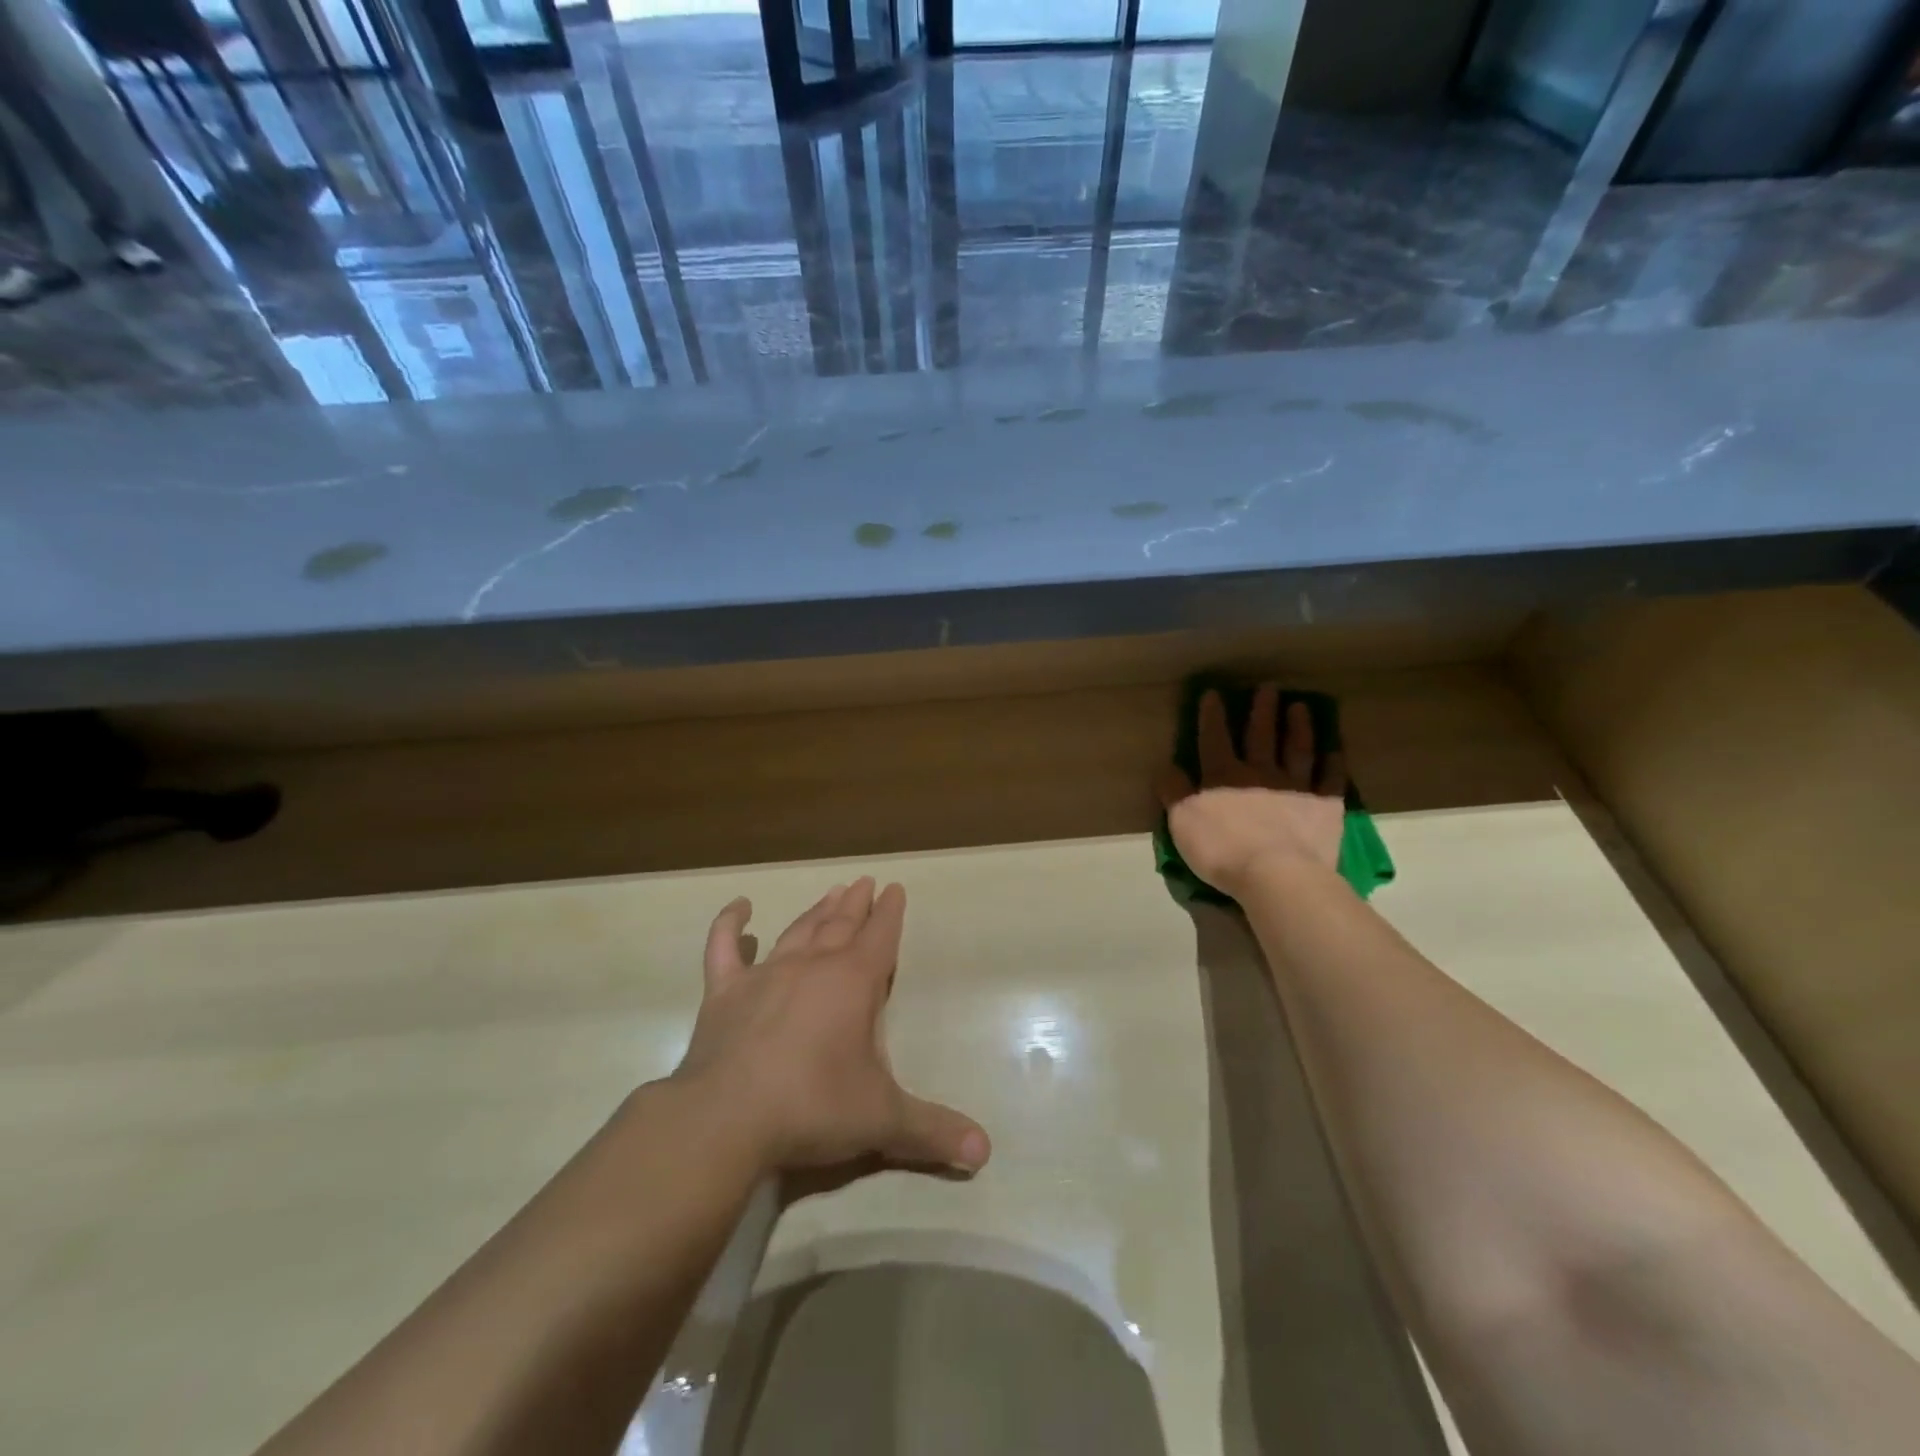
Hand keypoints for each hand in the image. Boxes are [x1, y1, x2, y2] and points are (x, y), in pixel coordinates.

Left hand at [672, 878, 990, 1178]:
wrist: (726, 1119)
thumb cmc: (813, 1107)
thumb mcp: (882, 1120)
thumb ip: (933, 1130)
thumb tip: (985, 1153)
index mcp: (853, 983)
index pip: (880, 936)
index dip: (890, 912)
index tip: (895, 888)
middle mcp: (811, 966)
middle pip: (840, 925)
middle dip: (856, 904)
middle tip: (865, 882)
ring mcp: (764, 975)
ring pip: (797, 931)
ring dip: (816, 911)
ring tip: (831, 892)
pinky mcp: (724, 993)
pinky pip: (724, 948)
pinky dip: (730, 924)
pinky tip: (738, 907)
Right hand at [1157, 685, 1347, 893]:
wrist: (1274, 874)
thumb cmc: (1221, 849)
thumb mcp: (1182, 822)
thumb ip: (1174, 792)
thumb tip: (1167, 768)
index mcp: (1222, 776)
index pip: (1214, 739)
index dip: (1212, 716)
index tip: (1213, 694)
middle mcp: (1259, 773)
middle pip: (1260, 736)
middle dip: (1261, 712)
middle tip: (1268, 688)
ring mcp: (1294, 787)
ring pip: (1297, 750)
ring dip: (1298, 728)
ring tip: (1300, 707)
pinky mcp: (1324, 807)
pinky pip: (1329, 780)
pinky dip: (1333, 764)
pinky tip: (1335, 751)